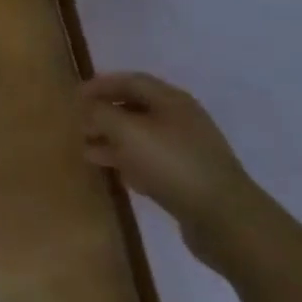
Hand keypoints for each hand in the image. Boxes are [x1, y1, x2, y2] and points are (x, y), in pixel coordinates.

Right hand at [79, 72, 271, 271]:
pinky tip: (120, 175)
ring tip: (88, 153)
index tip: (75, 96)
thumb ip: (101, 113)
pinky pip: (154, 162)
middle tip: (80, 126)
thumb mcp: (127, 132)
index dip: (100, 85)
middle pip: (136, 108)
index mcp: (171, 100)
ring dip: (114, 142)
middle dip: (105, 115)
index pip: (130, 80)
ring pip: (143, 138)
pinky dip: (132, 163)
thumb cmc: (172, 165)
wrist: (226, 221)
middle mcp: (181, 119)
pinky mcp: (192, 179)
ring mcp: (189, 150)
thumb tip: (87, 107)